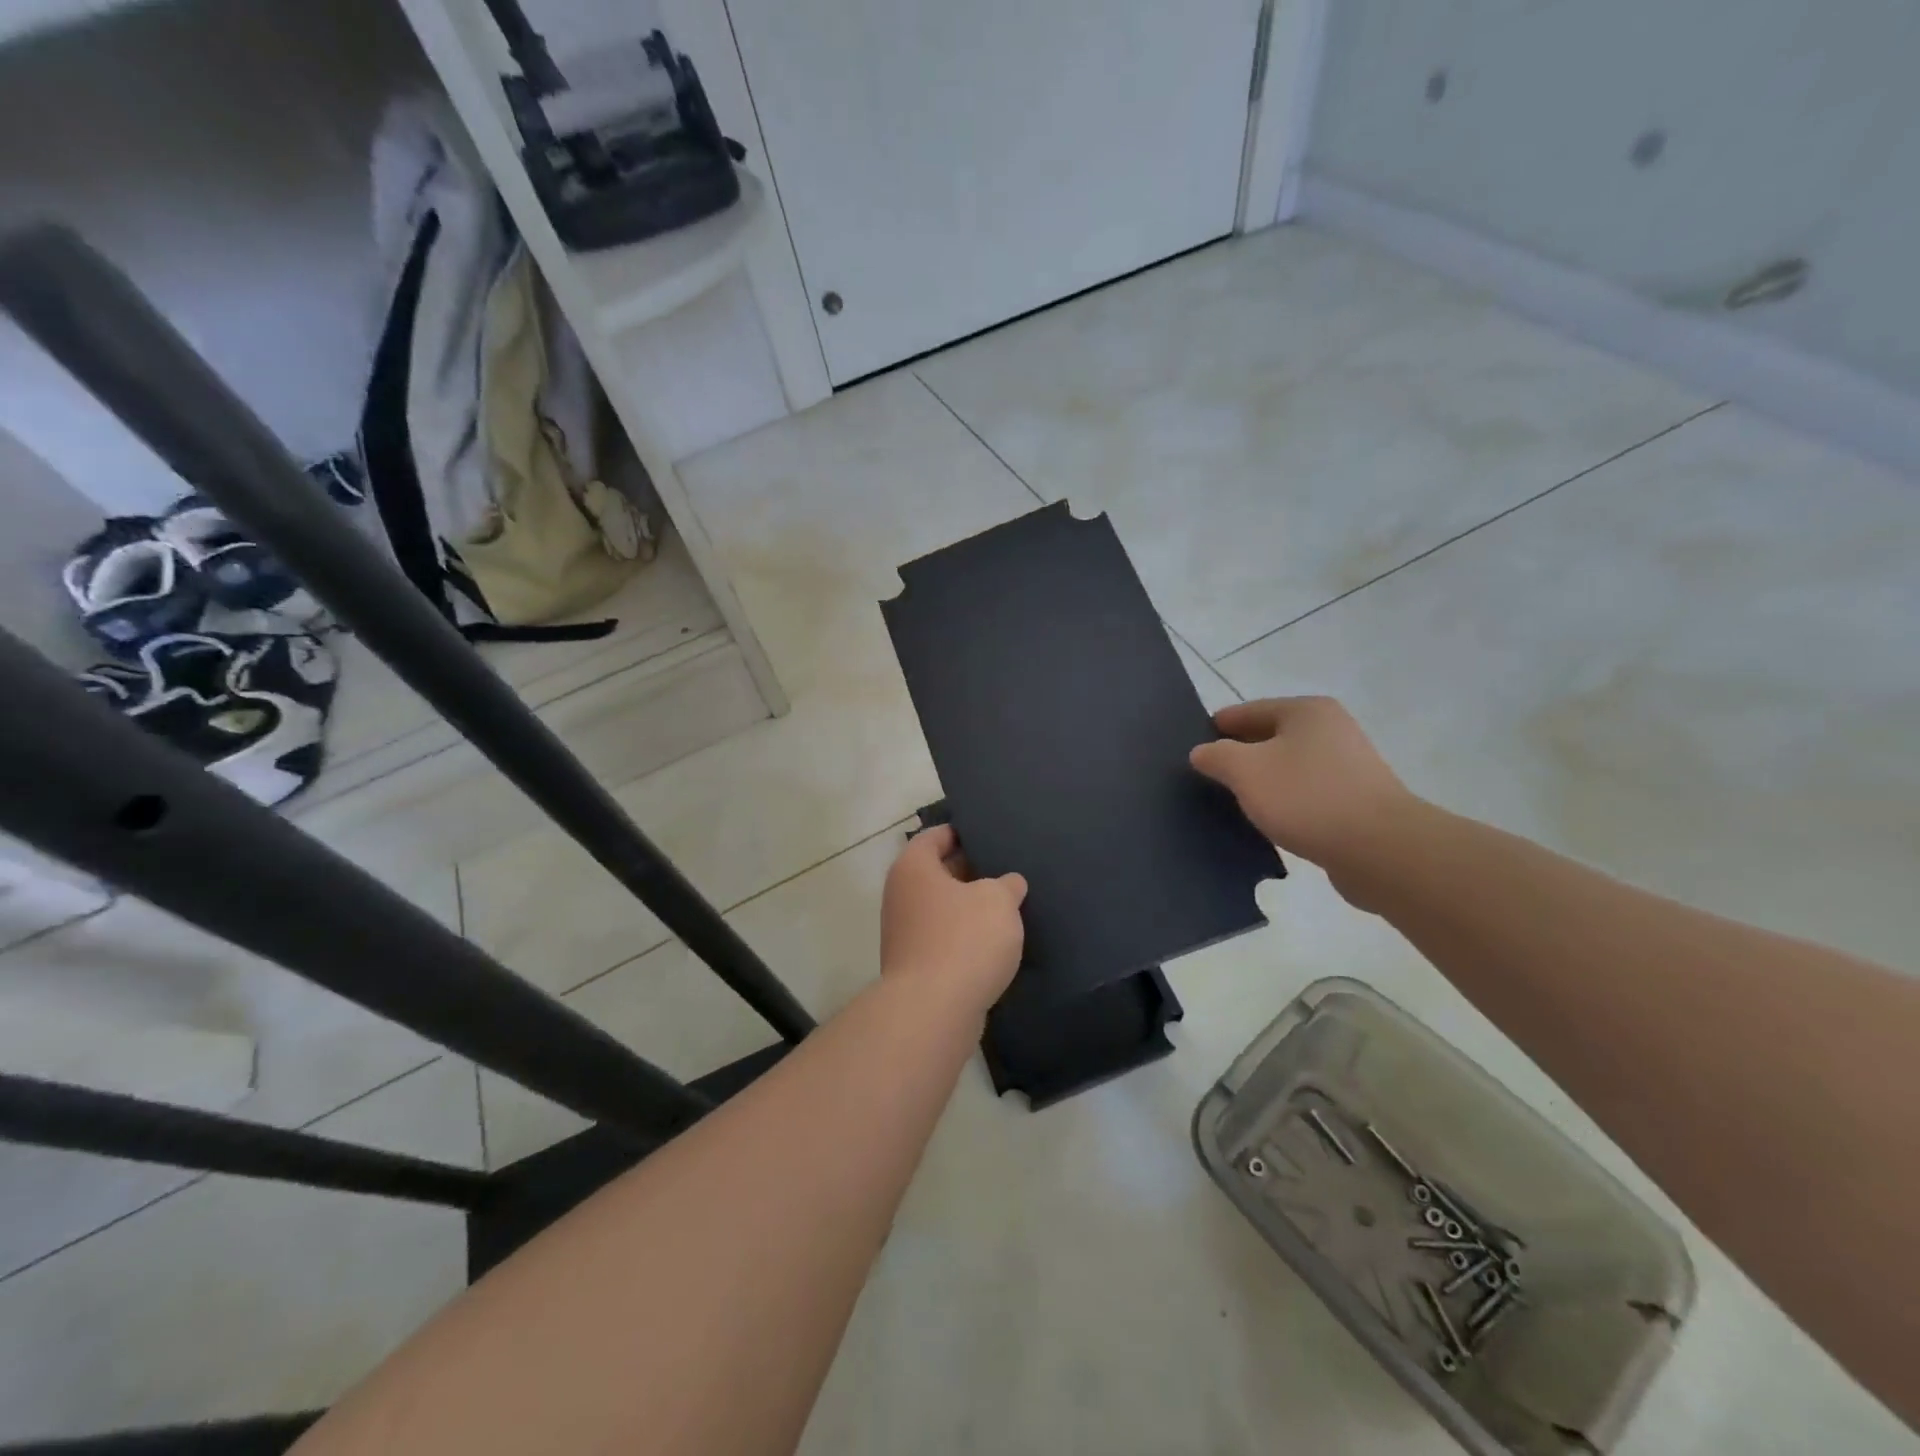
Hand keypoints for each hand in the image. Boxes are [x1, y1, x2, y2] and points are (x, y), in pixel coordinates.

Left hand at [880, 825, 1027, 1014]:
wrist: (933, 1011)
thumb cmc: (964, 939)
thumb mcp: (998, 900)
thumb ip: (1006, 885)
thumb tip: (1008, 884)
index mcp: (913, 868)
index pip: (935, 836)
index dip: (962, 832)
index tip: (990, 834)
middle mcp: (901, 895)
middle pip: (937, 872)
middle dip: (971, 871)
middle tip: (1006, 869)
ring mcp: (904, 933)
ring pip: (942, 908)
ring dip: (969, 908)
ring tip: (1007, 906)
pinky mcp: (915, 966)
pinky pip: (943, 939)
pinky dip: (964, 937)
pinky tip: (993, 944)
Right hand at [1189, 697, 1418, 877]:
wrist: (1379, 849)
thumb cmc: (1306, 797)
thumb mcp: (1245, 771)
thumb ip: (1216, 756)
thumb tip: (1202, 752)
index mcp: (1306, 711)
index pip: (1247, 711)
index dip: (1217, 728)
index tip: (1193, 750)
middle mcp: (1331, 729)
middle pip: (1270, 737)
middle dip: (1239, 756)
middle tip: (1208, 778)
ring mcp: (1348, 765)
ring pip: (1288, 767)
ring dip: (1263, 782)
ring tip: (1234, 803)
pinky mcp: (1356, 801)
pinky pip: (1307, 794)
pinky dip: (1285, 803)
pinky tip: (1269, 822)